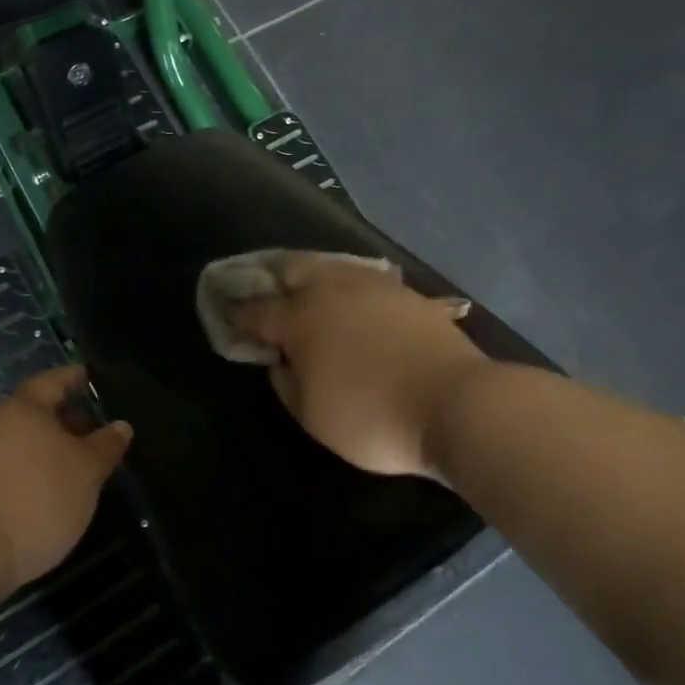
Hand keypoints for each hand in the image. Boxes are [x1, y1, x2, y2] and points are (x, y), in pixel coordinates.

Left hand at [0, 365, 132, 600]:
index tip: (89, 377)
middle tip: (90, 430)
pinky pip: (3, 469)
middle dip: (62, 419)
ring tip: (71, 468)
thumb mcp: (86, 473)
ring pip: (17, 442)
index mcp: (25, 407)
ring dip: (43, 450)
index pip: (54, 381)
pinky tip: (40, 494)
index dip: (74, 378)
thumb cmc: (34, 498)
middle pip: (33, 412)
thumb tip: (121, 426)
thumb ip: (105, 447)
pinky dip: (25, 474)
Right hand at [229, 255, 485, 480]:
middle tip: (268, 294)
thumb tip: (281, 359)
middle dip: (273, 278)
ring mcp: (374, 286)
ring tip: (310, 294)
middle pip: (293, 268)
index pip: (258, 310)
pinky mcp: (408, 294)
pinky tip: (355, 304)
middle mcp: (333, 289)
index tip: (227, 315)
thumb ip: (286, 382)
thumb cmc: (372, 417)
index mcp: (301, 318)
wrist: (456, 404)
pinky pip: (366, 280)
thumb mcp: (312, 415)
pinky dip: (350, 287)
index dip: (238, 314)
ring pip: (332, 266)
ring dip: (313, 277)